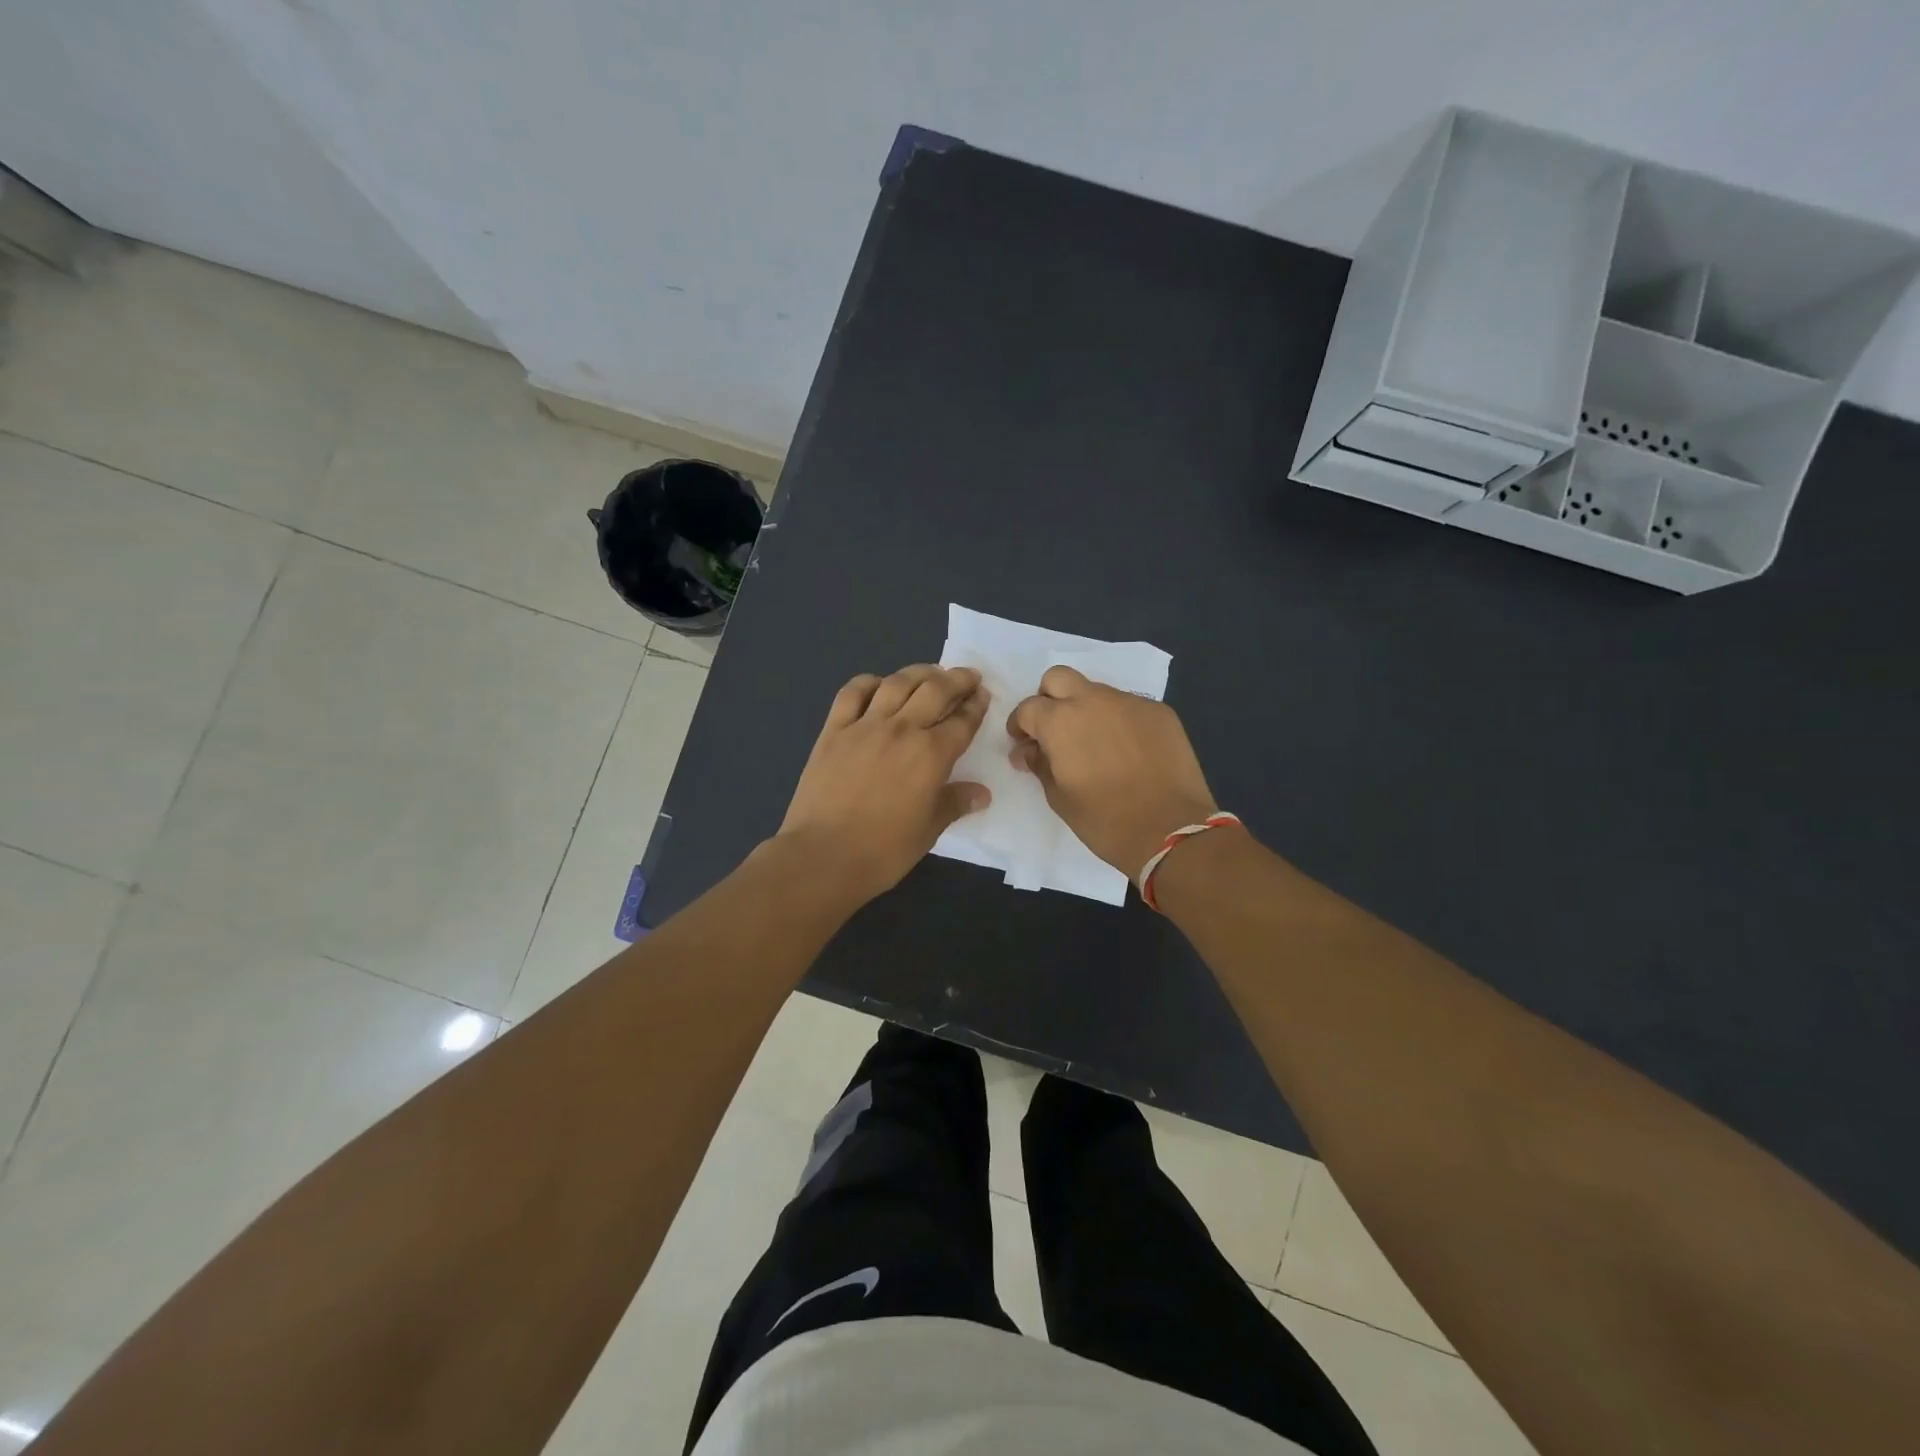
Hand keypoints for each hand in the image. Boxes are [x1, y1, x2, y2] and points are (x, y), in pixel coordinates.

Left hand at [775, 664, 991, 905]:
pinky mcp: (833, 731)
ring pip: (896, 683)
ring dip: (919, 673)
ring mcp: (864, 726)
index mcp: (931, 755)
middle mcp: (902, 730)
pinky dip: (869, 682)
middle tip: (968, 676)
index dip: (976, 706)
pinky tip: (879, 685)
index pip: (962, 721)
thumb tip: (981, 793)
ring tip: (930, 673)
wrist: (822, 856)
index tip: (983, 695)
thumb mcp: (928, 830)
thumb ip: (955, 803)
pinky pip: (852, 693)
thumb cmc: (883, 851)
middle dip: (957, 679)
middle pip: (935, 691)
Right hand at [1007, 666, 1216, 877]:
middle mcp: (1094, 700)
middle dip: (1049, 699)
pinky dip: (1119, 721)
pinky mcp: (1160, 712)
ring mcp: (1130, 702)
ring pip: (1097, 691)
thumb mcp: (1059, 798)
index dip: (1020, 726)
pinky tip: (1127, 751)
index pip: (1028, 708)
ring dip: (1087, 709)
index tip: (1024, 744)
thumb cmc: (1105, 821)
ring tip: (1095, 743)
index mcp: (1061, 720)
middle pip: (1059, 678)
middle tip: (1054, 730)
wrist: (1171, 831)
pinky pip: (1129, 707)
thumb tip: (1028, 750)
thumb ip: (1039, 764)